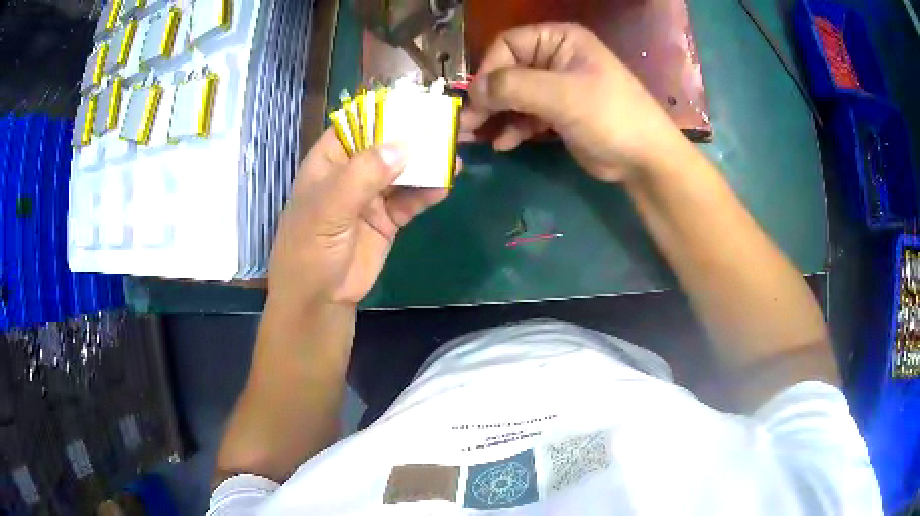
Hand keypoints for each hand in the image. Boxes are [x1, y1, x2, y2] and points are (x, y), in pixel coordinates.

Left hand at [268, 128, 450, 308]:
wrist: (320, 298)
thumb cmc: (310, 248)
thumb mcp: (328, 208)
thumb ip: (363, 175)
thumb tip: (403, 146)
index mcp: (330, 161)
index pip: (357, 124)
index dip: (384, 111)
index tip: (416, 102)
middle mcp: (352, 172)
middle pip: (386, 145)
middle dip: (414, 135)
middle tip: (446, 124)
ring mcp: (371, 195)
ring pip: (403, 170)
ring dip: (427, 162)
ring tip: (454, 152)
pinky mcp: (389, 217)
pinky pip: (412, 198)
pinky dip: (429, 191)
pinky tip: (447, 183)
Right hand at [462, 23, 681, 182]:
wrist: (644, 158)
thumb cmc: (608, 116)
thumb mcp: (561, 96)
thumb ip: (513, 87)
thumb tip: (473, 90)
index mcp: (559, 40)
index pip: (508, 45)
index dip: (488, 70)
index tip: (476, 100)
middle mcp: (555, 57)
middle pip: (507, 71)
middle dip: (487, 98)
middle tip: (466, 125)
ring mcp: (557, 86)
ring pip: (514, 95)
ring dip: (496, 116)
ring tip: (477, 138)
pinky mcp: (558, 113)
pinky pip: (526, 115)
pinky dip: (514, 128)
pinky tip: (504, 144)